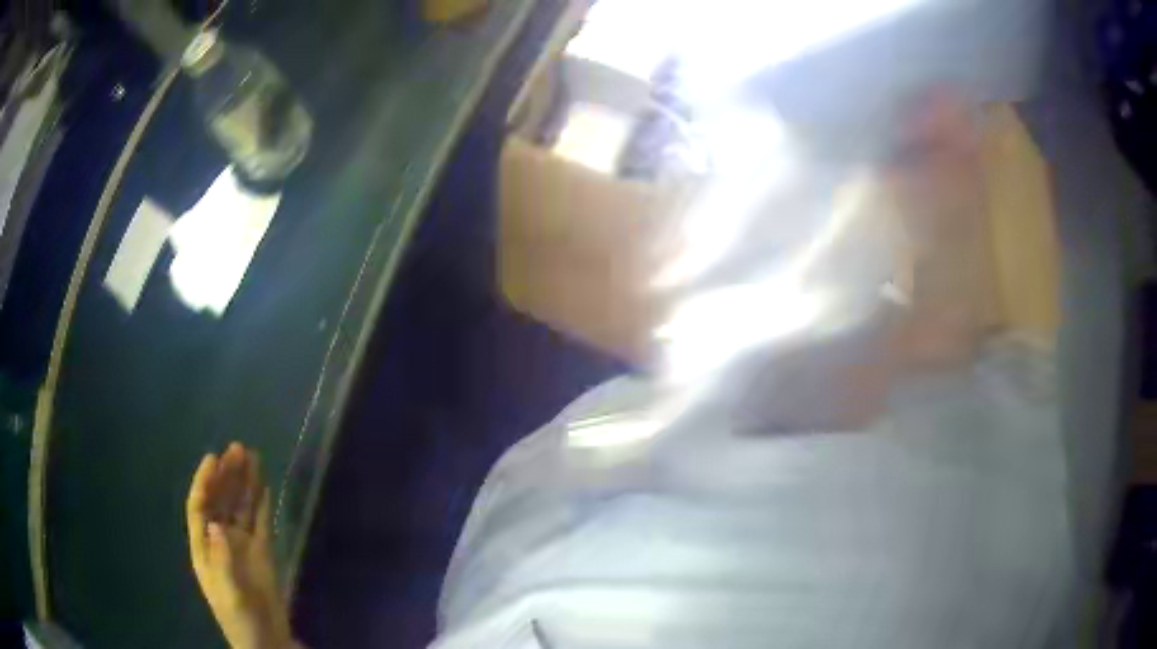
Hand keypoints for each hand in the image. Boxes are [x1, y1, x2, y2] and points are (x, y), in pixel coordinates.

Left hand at [187, 443, 296, 648]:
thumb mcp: (231, 594)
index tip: (214, 458)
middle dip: (227, 475)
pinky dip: (261, 503)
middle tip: (239, 448)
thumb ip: (223, 560)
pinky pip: (260, 522)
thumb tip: (218, 525)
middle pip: (221, 501)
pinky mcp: (262, 553)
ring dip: (245, 483)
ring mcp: (242, 546)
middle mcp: (220, 540)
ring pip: (241, 507)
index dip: (205, 482)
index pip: (200, 507)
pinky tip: (264, 486)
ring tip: (252, 456)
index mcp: (204, 548)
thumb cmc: (242, 620)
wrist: (267, 642)